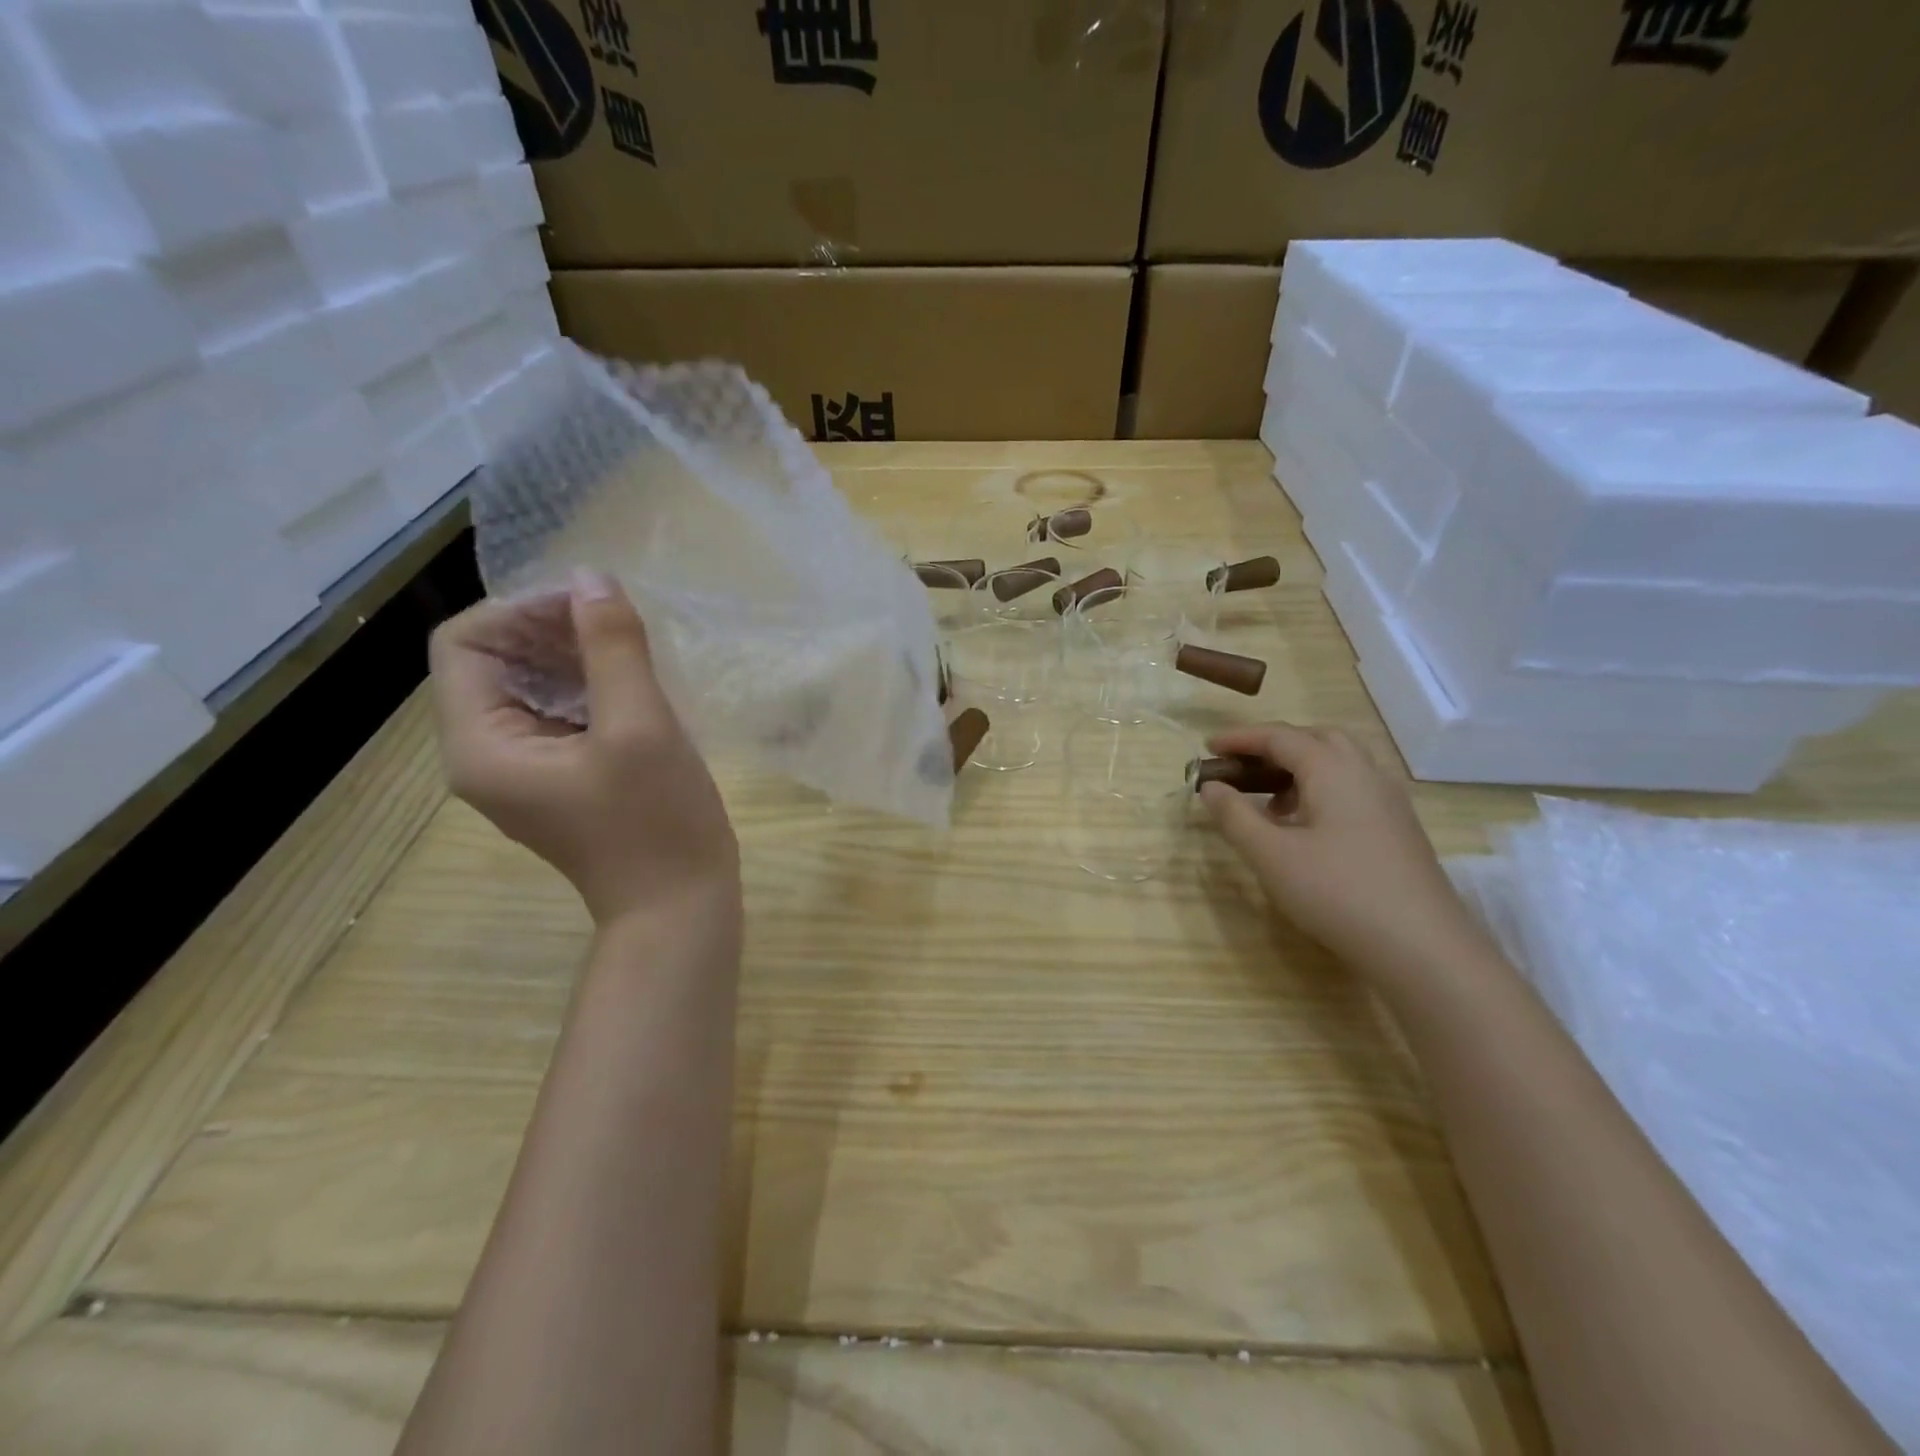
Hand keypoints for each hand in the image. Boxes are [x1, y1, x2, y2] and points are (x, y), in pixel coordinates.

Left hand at [429, 570, 738, 930]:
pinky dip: (588, 686)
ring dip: (572, 655)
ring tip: (631, 647)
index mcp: (482, 745)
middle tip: (618, 622)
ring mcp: (522, 770)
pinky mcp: (558, 778)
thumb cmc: (657, 821)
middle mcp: (485, 755)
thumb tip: (592, 579)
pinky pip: (557, 713)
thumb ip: (612, 647)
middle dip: (549, 629)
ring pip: (528, 685)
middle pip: (493, 661)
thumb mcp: (640, 727)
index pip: (465, 644)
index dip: (522, 611)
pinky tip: (635, 683)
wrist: (680, 906)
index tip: (591, 608)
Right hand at [1198, 723, 1487, 972]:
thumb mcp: (1271, 856)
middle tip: (1242, 766)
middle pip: (1317, 739)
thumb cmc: (1337, 892)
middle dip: (1275, 745)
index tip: (1208, 747)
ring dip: (1300, 769)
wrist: (1422, 947)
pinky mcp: (1399, 830)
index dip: (1241, 738)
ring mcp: (1389, 802)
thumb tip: (1210, 787)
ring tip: (1268, 802)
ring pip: (1340, 764)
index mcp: (1333, 770)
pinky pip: (1354, 790)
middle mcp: (1366, 774)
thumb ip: (1235, 817)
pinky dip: (1321, 791)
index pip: (1280, 737)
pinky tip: (1306, 829)